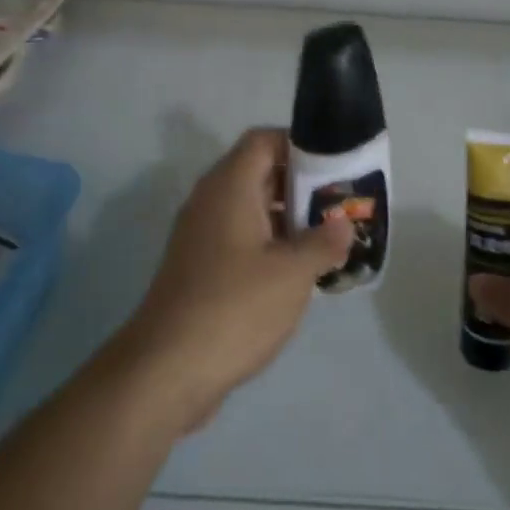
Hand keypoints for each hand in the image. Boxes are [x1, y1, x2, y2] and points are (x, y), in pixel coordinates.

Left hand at [115, 127, 353, 434]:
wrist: (166, 369)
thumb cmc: (234, 307)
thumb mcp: (292, 273)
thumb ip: (324, 242)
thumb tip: (343, 225)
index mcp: (230, 187)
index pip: (264, 140)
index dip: (300, 145)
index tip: (334, 167)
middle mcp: (211, 201)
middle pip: (260, 172)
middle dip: (302, 185)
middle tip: (340, 206)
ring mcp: (202, 235)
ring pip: (252, 209)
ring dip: (289, 219)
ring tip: (329, 239)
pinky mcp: (201, 267)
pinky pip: (242, 238)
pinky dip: (271, 244)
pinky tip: (299, 272)